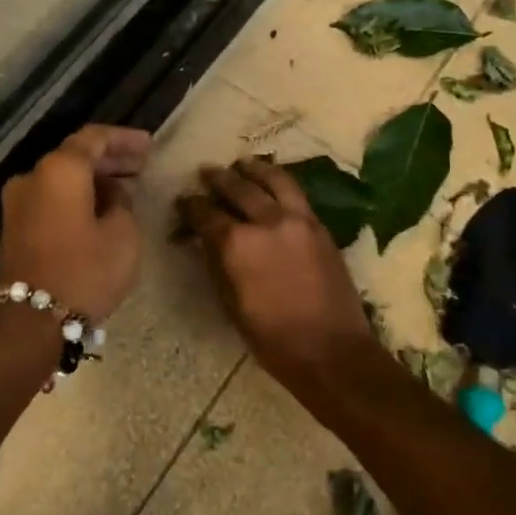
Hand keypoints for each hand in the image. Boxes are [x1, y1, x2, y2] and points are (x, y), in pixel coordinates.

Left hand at [0, 125, 151, 322]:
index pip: (94, 138)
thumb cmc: (85, 271)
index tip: (149, 145)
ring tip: (126, 189)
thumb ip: (122, 203)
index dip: (124, 139)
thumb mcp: (123, 235)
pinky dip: (76, 197)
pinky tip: (101, 209)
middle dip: (110, 159)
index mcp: (60, 170)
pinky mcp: (15, 227)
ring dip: (93, 180)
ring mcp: (18, 203)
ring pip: (62, 179)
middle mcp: (33, 177)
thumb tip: (112, 195)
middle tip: (141, 165)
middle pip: (75, 156)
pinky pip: (51, 199)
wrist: (32, 322)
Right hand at [177, 158, 377, 377]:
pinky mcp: (319, 225)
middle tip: (206, 173)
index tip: (184, 201)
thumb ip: (216, 264)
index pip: (206, 214)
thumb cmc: (272, 338)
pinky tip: (272, 181)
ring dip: (253, 170)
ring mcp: (297, 219)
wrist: (332, 350)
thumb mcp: (231, 305)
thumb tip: (203, 240)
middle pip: (237, 189)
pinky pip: (295, 192)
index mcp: (237, 244)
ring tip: (242, 164)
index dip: (191, 206)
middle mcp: (266, 221)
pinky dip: (279, 181)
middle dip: (218, 179)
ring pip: (272, 181)